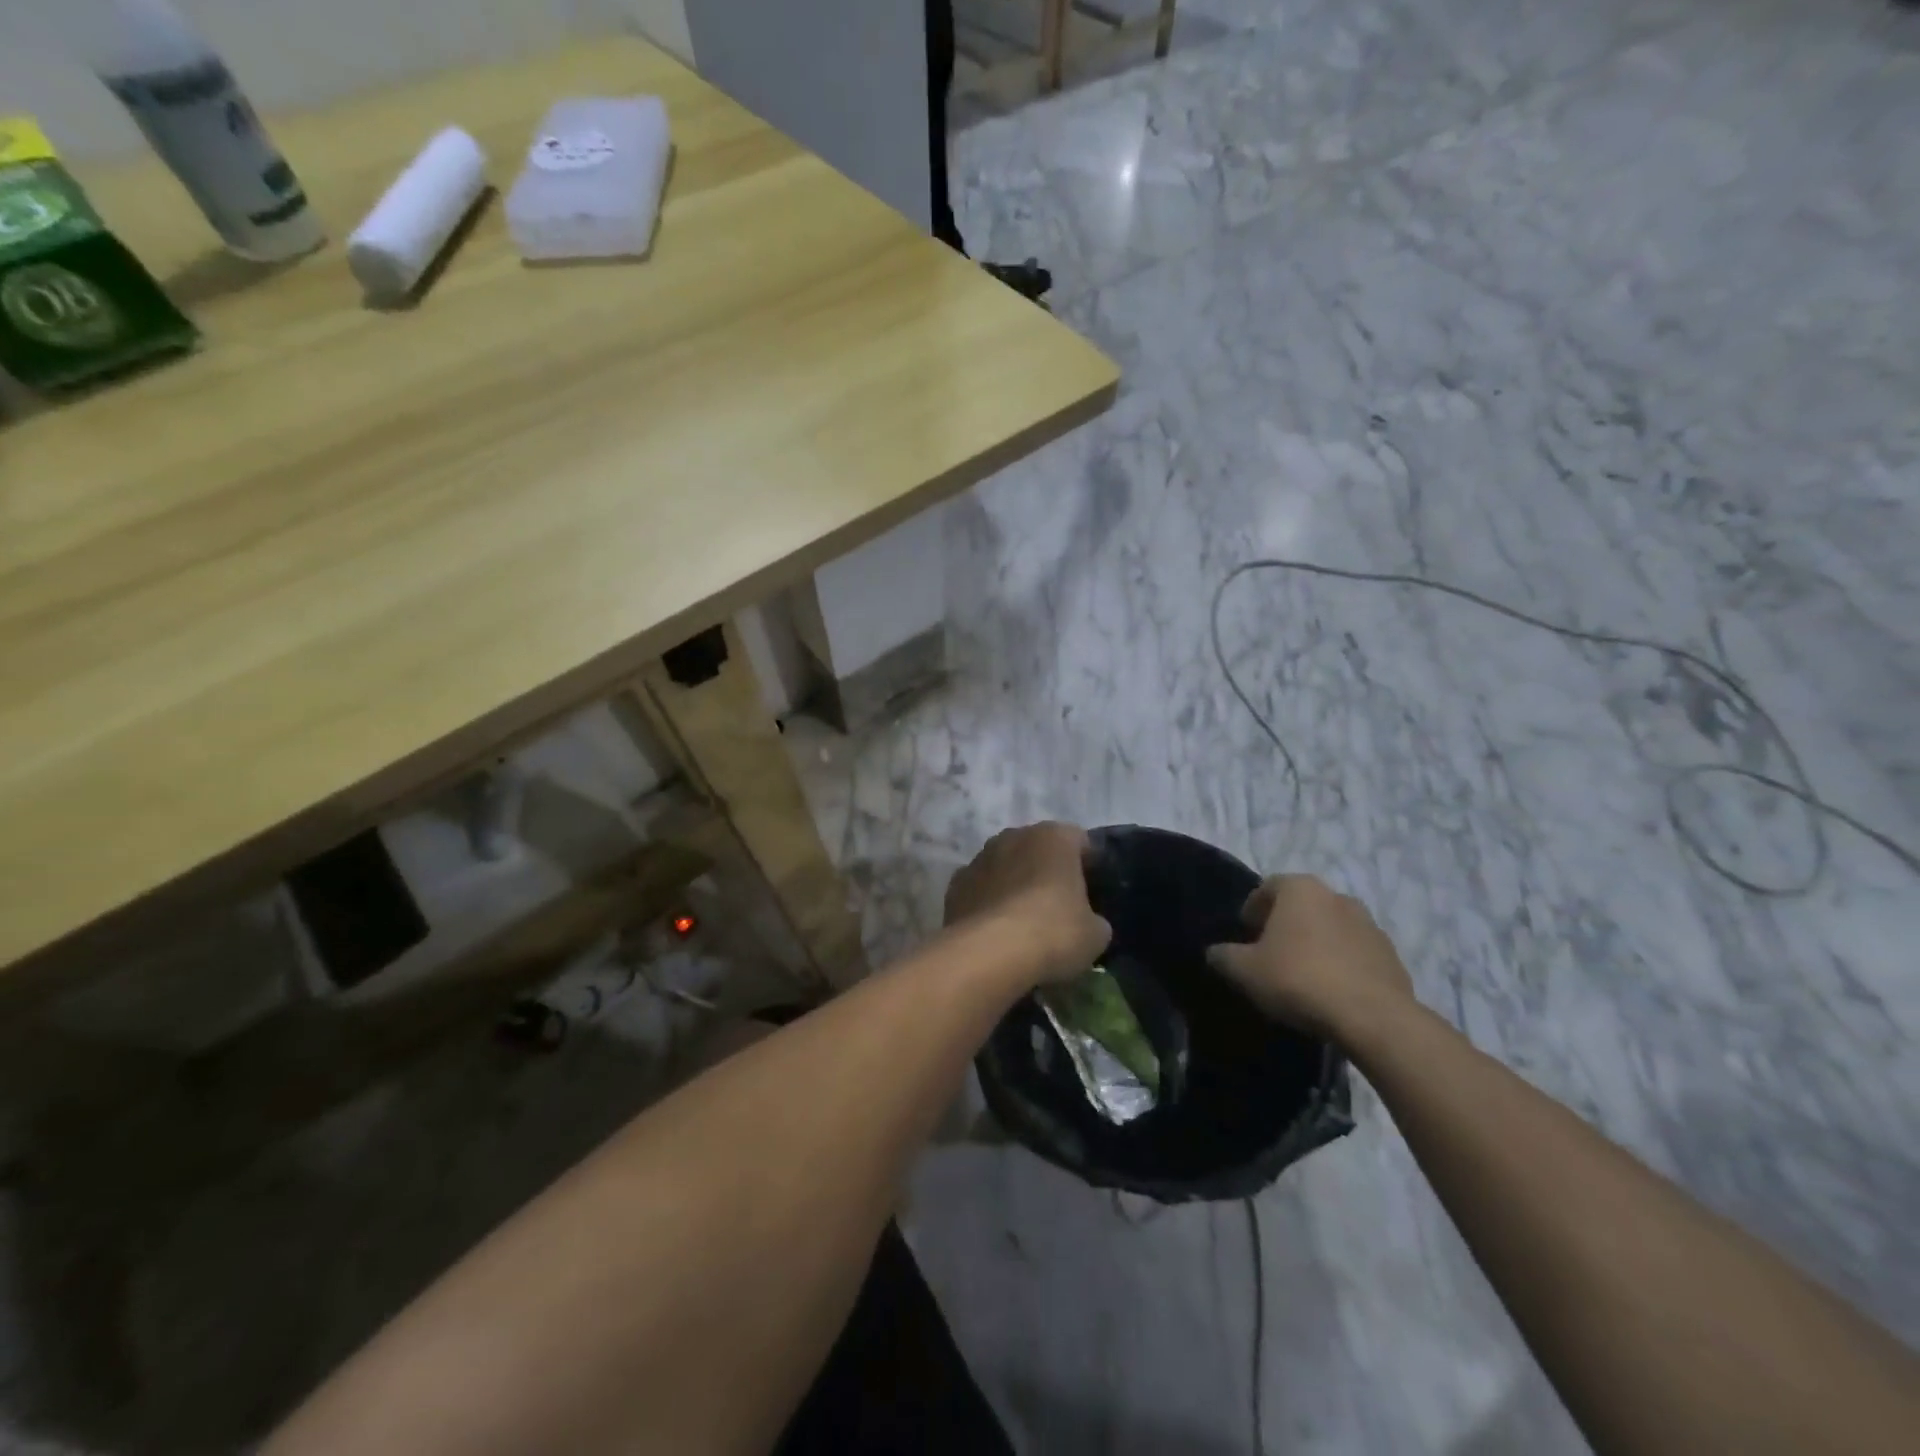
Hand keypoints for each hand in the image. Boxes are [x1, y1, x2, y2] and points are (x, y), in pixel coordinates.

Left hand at [944, 822, 1111, 985]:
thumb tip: (1087, 923)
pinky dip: (988, 902)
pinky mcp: (955, 884)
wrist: (990, 953)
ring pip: (1005, 865)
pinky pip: (980, 888)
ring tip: (1023, 921)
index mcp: (1054, 836)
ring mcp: (980, 857)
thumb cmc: (1053, 932)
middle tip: (1058, 906)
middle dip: (1047, 871)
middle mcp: (1014, 835)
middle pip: (1038, 849)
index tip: (1092, 892)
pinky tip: (995, 931)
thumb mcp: (1095, 934)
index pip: (1079, 841)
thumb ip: (1094, 919)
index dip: (1088, 865)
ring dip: (1014, 883)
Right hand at [1206, 876, 1414, 1041]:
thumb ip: (1224, 956)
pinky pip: (1355, 953)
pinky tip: (1331, 991)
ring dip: (1316, 943)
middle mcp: (1337, 896)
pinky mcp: (1391, 955)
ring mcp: (1370, 925)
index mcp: (1300, 889)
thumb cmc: (1299, 979)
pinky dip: (1341, 964)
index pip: (1267, 887)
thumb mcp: (1244, 970)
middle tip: (1270, 954)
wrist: (1372, 1017)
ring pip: (1331, 928)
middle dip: (1285, 925)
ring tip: (1303, 975)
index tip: (1245, 934)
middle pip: (1302, 905)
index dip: (1252, 909)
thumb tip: (1216, 953)